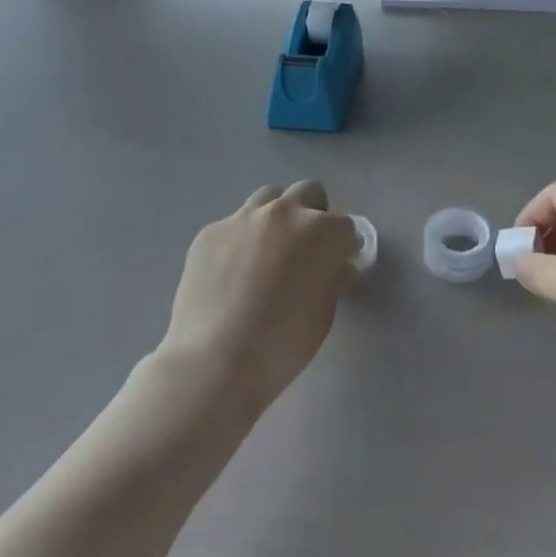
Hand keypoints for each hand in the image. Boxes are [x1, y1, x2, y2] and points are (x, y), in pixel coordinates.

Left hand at [161, 181, 358, 410]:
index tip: (339, 266)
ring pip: (269, 198)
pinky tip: (231, 272)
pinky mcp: (210, 231)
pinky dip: (241, 240)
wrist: (212, 364)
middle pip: (309, 192)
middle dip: (314, 215)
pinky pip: (234, 224)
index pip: (345, 227)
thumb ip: (332, 278)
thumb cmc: (280, 346)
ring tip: (268, 251)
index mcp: (319, 231)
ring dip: (277, 217)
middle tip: (306, 249)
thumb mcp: (323, 315)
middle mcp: (283, 212)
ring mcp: (242, 217)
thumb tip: (333, 265)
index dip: (344, 248)